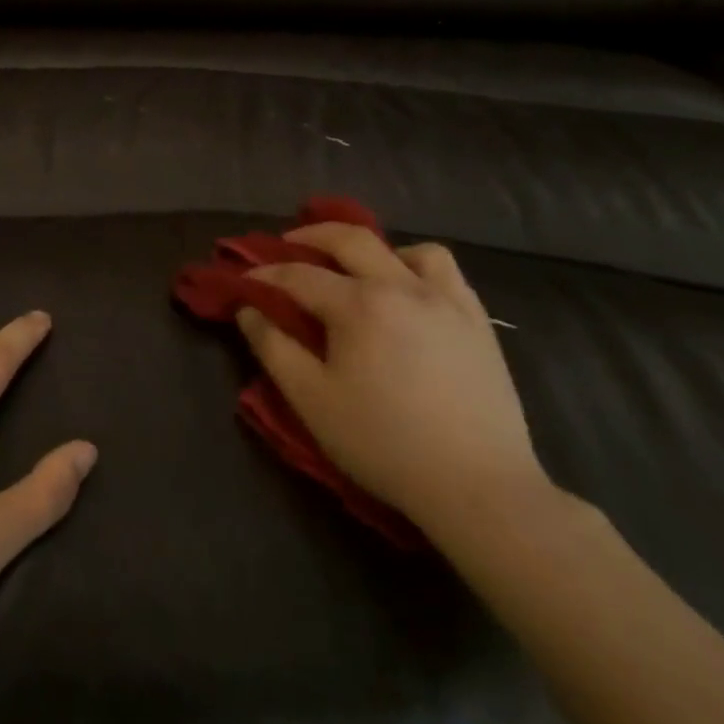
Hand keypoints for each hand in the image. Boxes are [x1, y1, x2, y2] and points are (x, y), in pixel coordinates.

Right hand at [236, 225, 547, 535]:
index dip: (264, 274)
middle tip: (287, 246)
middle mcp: (401, 287)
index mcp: (358, 305)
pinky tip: (408, 291)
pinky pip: (446, 271)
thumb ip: (273, 348)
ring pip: (406, 248)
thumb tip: (249, 310)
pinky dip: (418, 267)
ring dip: (373, 250)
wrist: (479, 487)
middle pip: (349, 240)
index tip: (244, 282)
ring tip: (358, 270)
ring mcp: (446, 300)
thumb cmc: (384, 443)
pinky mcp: (477, 321)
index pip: (298, 275)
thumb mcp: (311, 399)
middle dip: (310, 236)